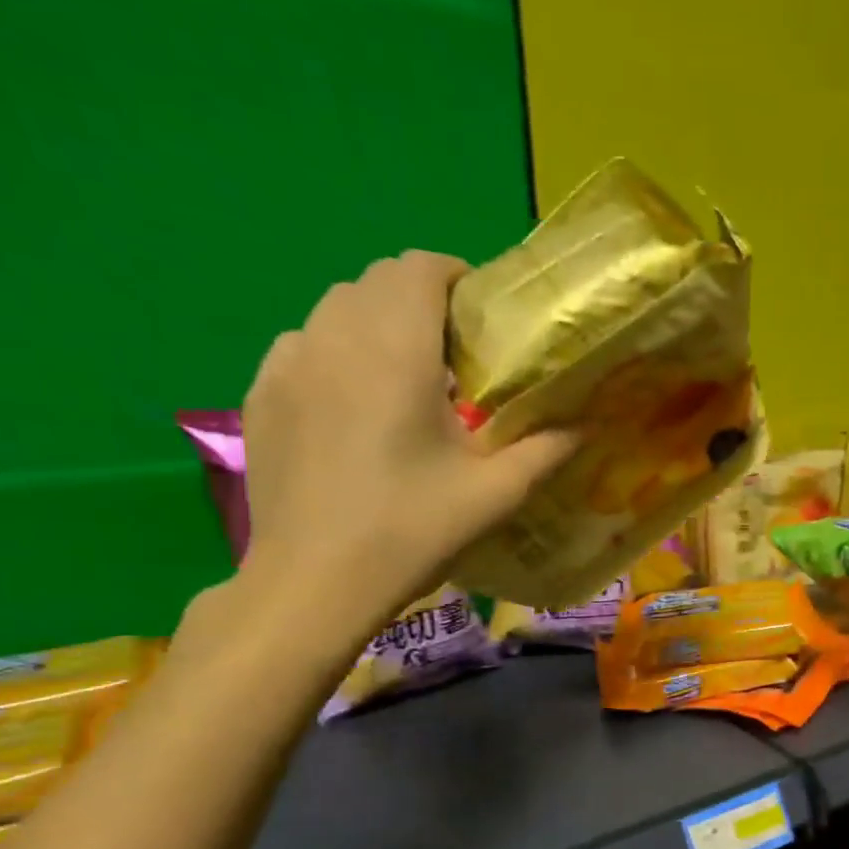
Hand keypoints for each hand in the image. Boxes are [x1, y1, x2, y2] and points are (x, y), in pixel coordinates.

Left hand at [234, 251, 576, 652]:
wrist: (315, 581)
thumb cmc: (412, 530)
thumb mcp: (495, 494)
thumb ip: (546, 450)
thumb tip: (588, 424)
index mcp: (396, 349)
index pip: (420, 267)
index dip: (457, 277)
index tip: (483, 316)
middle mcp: (334, 336)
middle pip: (377, 280)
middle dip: (421, 300)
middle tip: (457, 355)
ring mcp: (288, 362)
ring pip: (336, 309)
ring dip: (378, 324)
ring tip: (406, 379)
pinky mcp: (260, 393)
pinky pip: (304, 345)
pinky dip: (337, 353)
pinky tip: (354, 405)